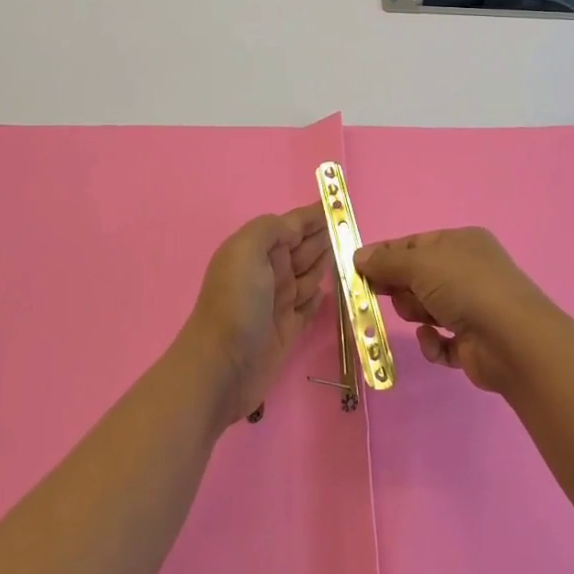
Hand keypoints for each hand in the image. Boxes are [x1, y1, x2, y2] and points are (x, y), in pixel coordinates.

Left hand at [180, 205, 331, 426]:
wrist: (221, 368)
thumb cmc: (235, 303)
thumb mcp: (246, 250)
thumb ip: (272, 229)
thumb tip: (296, 228)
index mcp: (258, 249)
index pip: (292, 224)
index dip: (314, 214)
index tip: (340, 204)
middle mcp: (269, 272)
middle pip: (304, 247)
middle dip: (325, 236)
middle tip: (352, 228)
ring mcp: (279, 301)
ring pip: (310, 274)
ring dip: (327, 263)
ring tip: (350, 253)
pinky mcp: (289, 330)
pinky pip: (310, 307)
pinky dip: (320, 297)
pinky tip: (331, 289)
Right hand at [355, 228, 555, 395]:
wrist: (512, 340)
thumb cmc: (465, 287)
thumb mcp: (420, 264)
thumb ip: (386, 261)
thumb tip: (357, 257)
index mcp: (461, 243)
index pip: (415, 244)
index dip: (386, 255)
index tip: (358, 269)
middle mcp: (469, 271)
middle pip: (418, 277)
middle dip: (401, 288)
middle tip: (383, 295)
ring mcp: (473, 307)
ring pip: (426, 308)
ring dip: (416, 313)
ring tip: (421, 318)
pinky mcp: (473, 343)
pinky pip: (440, 341)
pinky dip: (432, 342)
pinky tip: (434, 340)